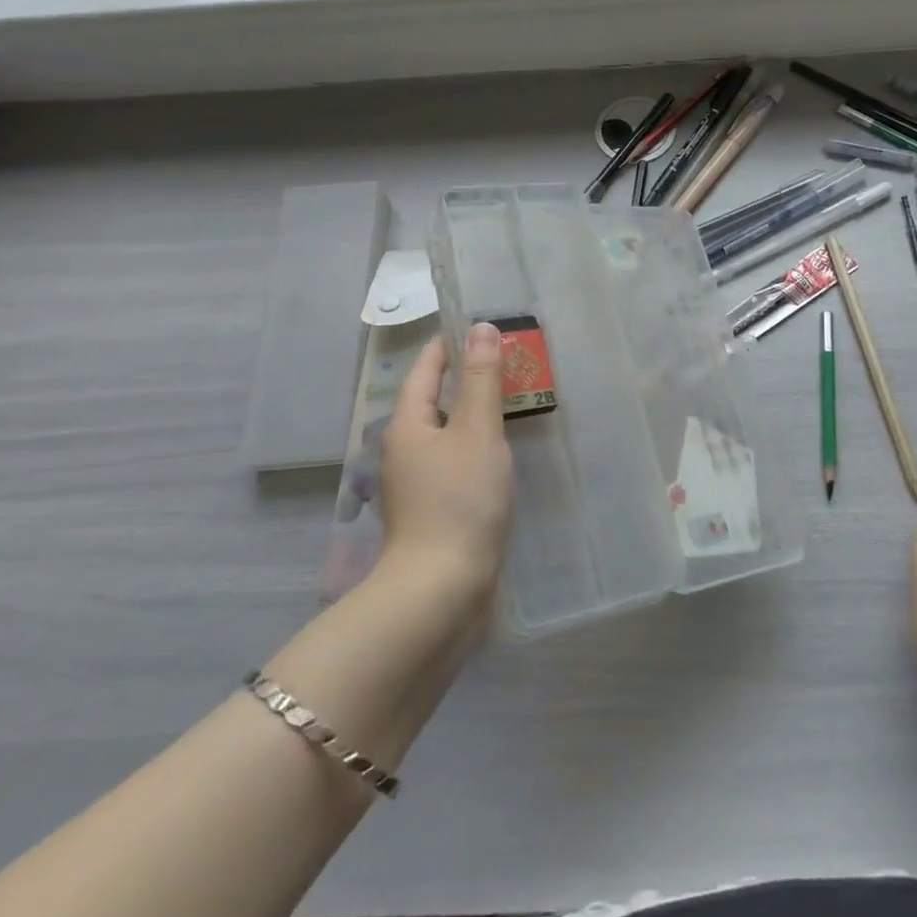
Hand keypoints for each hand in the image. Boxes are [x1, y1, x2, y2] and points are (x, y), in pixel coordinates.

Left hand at [377, 325, 515, 604]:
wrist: (442, 589)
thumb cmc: (460, 501)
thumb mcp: (477, 431)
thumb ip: (481, 380)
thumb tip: (481, 329)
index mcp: (408, 425)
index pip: (427, 368)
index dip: (451, 344)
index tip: (482, 327)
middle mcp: (405, 449)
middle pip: (434, 399)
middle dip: (467, 378)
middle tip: (509, 362)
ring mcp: (416, 482)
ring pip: (447, 432)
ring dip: (474, 414)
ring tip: (512, 401)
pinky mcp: (432, 509)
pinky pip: (454, 460)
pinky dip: (476, 445)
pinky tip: (501, 452)